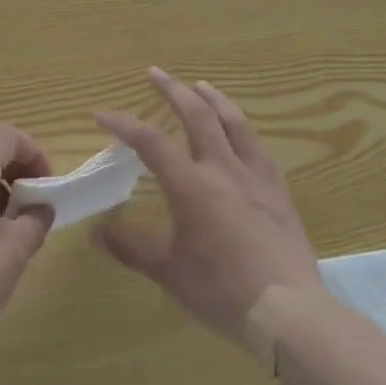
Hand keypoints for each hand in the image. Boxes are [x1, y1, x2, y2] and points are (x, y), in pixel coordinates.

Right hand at [93, 69, 318, 347]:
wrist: (288, 311)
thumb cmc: (220, 290)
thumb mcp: (167, 271)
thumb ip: (130, 247)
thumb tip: (97, 231)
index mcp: (191, 184)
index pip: (149, 141)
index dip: (122, 123)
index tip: (101, 114)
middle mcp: (222, 169)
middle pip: (196, 115)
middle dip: (172, 90)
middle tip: (156, 73)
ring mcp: (254, 176)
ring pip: (233, 122)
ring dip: (213, 99)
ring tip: (200, 85)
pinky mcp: (278, 191)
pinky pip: (258, 147)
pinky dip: (242, 130)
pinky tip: (240, 133)